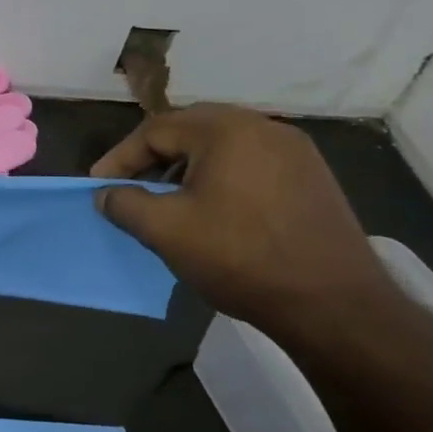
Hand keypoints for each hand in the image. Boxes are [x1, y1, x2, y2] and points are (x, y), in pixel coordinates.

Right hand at [91, 104, 396, 338]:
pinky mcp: (312, 177)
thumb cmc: (240, 258)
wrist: (334, 304)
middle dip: (153, 157)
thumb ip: (125, 204)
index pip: (156, 129)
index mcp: (227, 130)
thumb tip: (106, 194)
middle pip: (191, 129)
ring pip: (223, 146)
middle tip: (130, 186)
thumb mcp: (166, 231)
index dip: (120, 157)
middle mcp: (264, 127)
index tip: (98, 185)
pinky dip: (221, 177)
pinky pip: (251, 163)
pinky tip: (213, 210)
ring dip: (187, 167)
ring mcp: (295, 151)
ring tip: (168, 199)